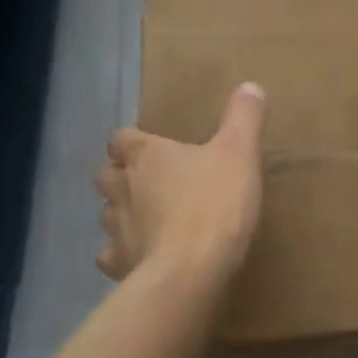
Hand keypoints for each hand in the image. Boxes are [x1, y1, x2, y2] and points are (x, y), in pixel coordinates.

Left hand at [97, 83, 267, 288]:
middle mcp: (121, 187)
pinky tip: (140, 257)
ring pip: (106, 214)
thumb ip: (243, 118)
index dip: (133, 142)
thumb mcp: (240, 154)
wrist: (190, 270)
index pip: (121, 138)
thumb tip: (250, 86)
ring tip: (147, 220)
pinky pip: (111, 255)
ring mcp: (115, 228)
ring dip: (121, 213)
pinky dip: (122, 254)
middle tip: (149, 184)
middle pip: (107, 174)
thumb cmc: (214, 205)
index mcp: (145, 155)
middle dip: (121, 177)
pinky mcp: (119, 263)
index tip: (151, 149)